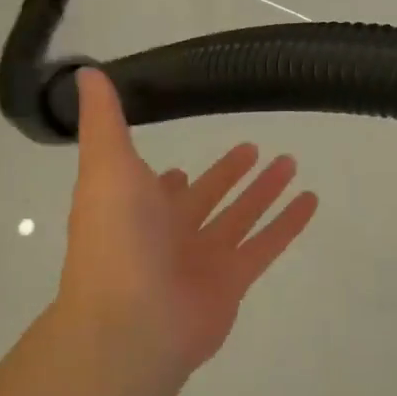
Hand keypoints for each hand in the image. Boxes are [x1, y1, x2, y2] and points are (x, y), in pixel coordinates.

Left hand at [55, 69, 318, 378]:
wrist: (131, 323)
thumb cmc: (115, 240)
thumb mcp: (105, 166)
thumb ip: (104, 121)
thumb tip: (86, 72)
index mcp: (137, 209)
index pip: (158, 187)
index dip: (172, 176)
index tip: (189, 155)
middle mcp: (169, 234)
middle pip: (207, 198)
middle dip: (228, 174)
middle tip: (254, 148)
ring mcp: (203, 259)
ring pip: (240, 217)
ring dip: (263, 192)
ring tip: (291, 162)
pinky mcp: (233, 280)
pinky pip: (267, 244)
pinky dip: (288, 223)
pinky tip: (311, 200)